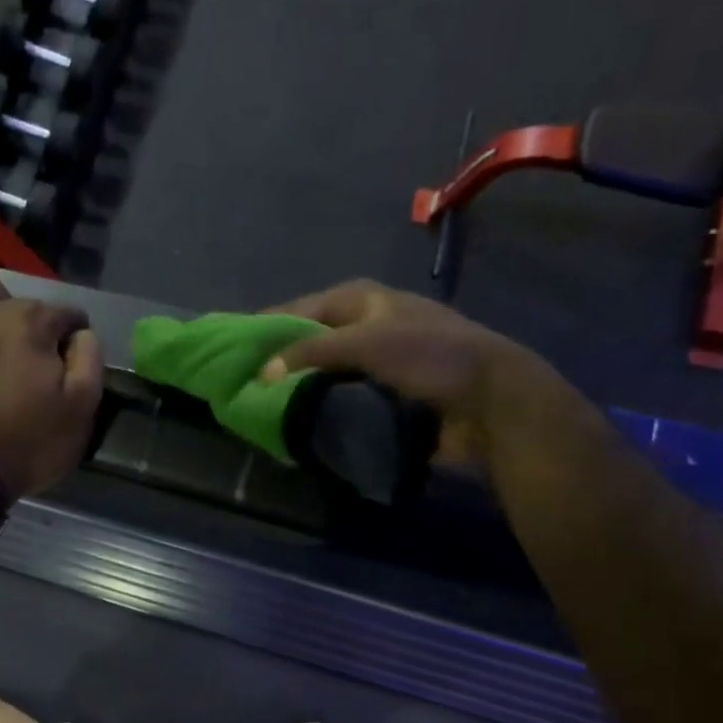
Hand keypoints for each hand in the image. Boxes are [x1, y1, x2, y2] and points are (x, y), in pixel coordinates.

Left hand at [0, 269, 103, 496]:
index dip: (73, 340)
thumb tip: (82, 335)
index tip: (68, 367)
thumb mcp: (81, 411)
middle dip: (32, 326)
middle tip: (29, 365)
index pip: (68, 315)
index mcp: (33, 322)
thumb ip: (89, 361)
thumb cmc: (26, 444)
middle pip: (22, 302)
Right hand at [258, 280, 549, 470]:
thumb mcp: (366, 342)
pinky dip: (320, 408)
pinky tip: (298, 423)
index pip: (298, 308)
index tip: (230, 347)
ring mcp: (376, 362)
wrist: (492, 401)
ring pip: (323, 372)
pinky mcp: (384, 394)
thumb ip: (310, 352)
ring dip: (298, 388)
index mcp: (362, 300)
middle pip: (308, 341)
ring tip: (261, 407)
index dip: (265, 326)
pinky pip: (341, 399)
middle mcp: (366, 325)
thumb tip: (260, 374)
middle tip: (242, 383)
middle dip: (278, 361)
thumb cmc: (430, 357)